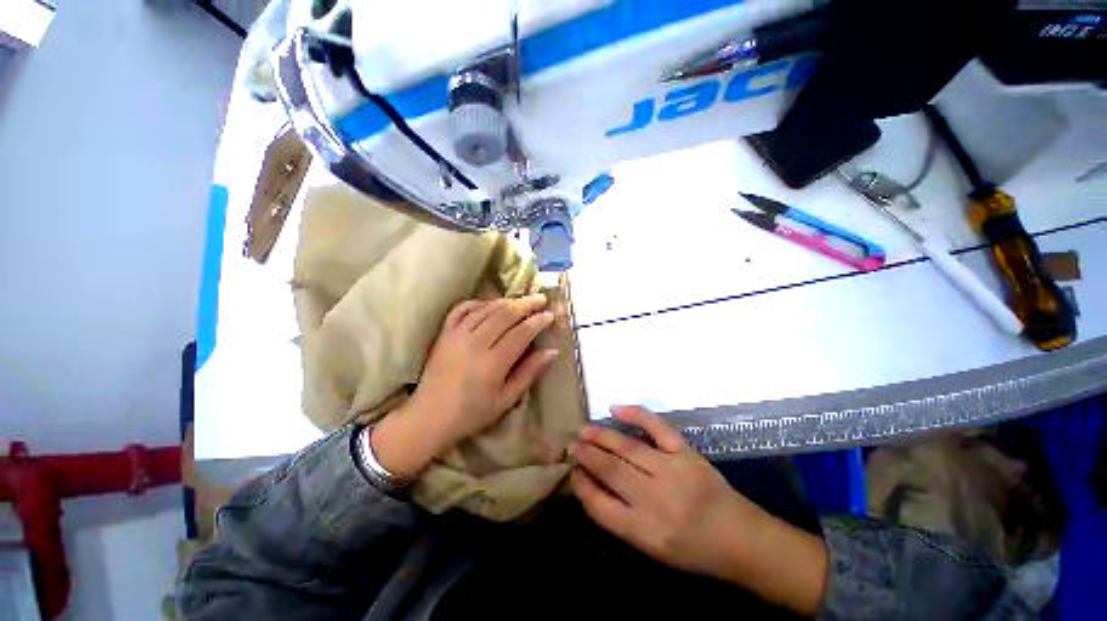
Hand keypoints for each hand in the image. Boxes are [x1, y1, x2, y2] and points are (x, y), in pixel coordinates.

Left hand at [373, 294, 558, 478]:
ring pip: (486, 309)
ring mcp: (457, 335)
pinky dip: (477, 303)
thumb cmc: (472, 413)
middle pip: (505, 314)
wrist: (430, 416)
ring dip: (506, 301)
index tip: (550, 315)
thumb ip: (529, 373)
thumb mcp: (506, 400)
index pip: (521, 333)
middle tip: (541, 298)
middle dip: (526, 304)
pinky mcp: (445, 334)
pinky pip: (462, 309)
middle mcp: (475, 343)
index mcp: (493, 363)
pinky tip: (489, 303)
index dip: (538, 321)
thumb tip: (552, 351)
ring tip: (520, 300)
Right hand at [572, 406, 827, 614]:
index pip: (600, 505)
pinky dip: (635, 414)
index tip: (572, 472)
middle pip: (611, 471)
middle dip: (587, 456)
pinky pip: (656, 427)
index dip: (582, 486)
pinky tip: (616, 408)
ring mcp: (672, 471)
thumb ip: (620, 519)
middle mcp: (655, 500)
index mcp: (645, 532)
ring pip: (627, 447)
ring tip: (584, 430)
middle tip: (572, 445)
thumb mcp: (652, 549)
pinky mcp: (686, 452)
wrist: (741, 539)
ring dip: (601, 436)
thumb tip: (592, 486)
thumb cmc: (694, 551)